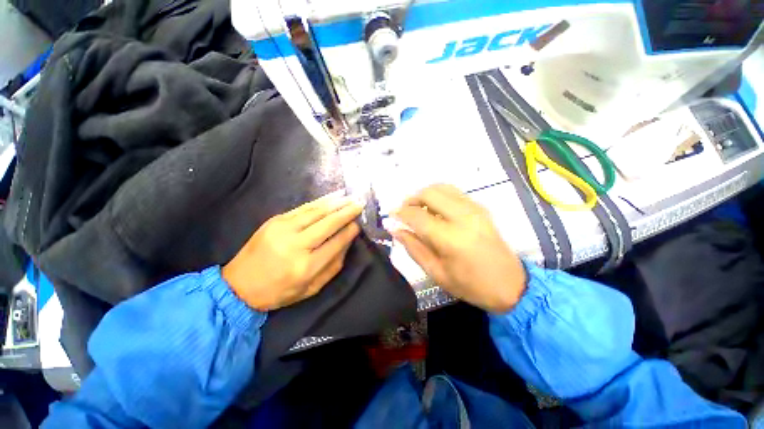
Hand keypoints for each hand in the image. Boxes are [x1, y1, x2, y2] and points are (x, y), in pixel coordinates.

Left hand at [222, 191, 362, 310]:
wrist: (239, 286)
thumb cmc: (279, 291)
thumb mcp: (312, 288)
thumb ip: (333, 266)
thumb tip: (347, 241)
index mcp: (306, 267)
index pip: (336, 243)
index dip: (350, 231)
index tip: (359, 224)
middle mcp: (296, 245)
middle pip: (328, 223)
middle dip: (346, 212)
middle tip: (360, 204)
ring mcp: (283, 229)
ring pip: (316, 212)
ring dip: (336, 203)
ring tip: (350, 197)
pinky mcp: (275, 220)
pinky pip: (303, 207)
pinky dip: (320, 201)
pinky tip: (332, 197)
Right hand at [390, 184, 526, 312]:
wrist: (510, 284)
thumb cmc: (471, 285)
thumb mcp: (436, 272)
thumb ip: (413, 247)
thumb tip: (395, 229)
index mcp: (451, 238)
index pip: (417, 216)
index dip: (400, 213)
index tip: (391, 216)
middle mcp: (463, 216)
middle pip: (429, 193)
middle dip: (411, 199)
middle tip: (404, 212)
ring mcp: (474, 208)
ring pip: (441, 188)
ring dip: (425, 195)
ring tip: (418, 210)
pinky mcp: (480, 207)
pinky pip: (453, 192)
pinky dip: (438, 196)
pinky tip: (435, 210)